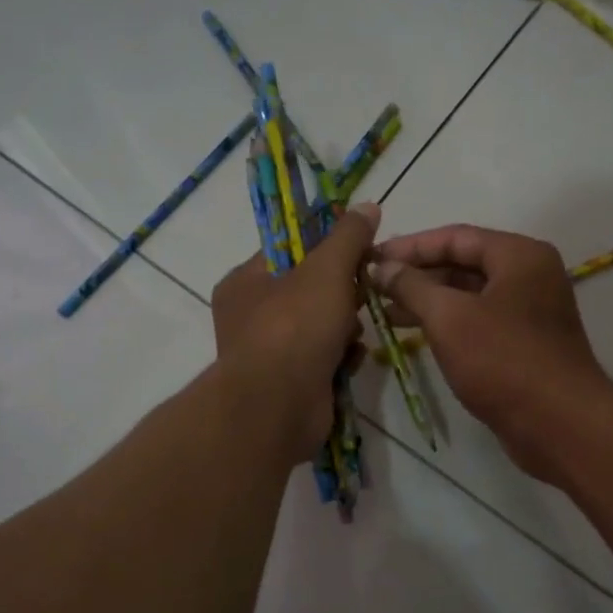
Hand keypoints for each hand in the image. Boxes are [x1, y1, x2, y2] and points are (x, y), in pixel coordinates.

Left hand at [211, 204, 379, 460]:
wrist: (279, 407)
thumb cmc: (295, 327)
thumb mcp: (326, 270)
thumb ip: (348, 237)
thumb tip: (367, 206)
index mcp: (245, 282)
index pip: (288, 251)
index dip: (325, 245)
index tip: (359, 248)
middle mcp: (251, 316)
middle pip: (309, 290)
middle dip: (342, 293)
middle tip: (364, 291)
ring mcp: (271, 353)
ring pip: (322, 326)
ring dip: (346, 328)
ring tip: (354, 333)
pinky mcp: (292, 384)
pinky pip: (325, 359)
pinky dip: (341, 358)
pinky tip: (350, 361)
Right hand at [372, 224, 612, 480]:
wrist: (559, 425)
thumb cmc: (504, 361)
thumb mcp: (449, 318)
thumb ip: (412, 287)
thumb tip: (383, 268)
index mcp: (520, 256)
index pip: (456, 237)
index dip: (410, 246)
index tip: (372, 258)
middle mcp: (529, 276)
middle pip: (463, 264)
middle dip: (417, 275)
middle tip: (374, 285)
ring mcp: (529, 312)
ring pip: (469, 296)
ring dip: (428, 301)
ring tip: (384, 312)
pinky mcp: (524, 345)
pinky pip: (478, 322)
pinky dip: (448, 324)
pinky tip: (416, 335)